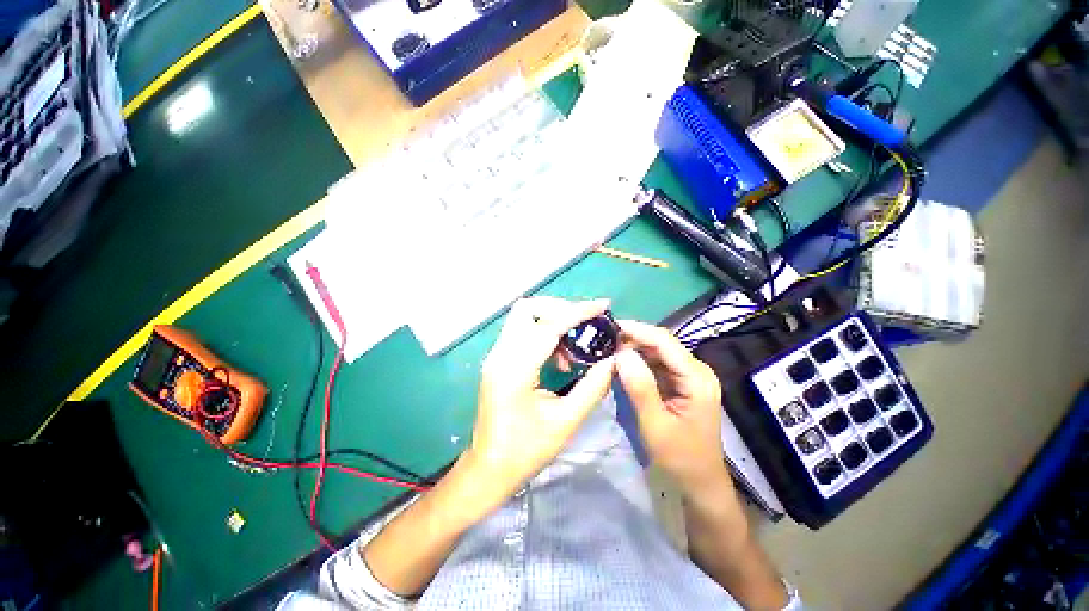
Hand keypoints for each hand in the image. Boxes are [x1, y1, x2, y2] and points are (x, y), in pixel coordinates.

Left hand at [466, 297, 616, 507]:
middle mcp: (500, 354)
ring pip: (523, 317)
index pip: (549, 325)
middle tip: (585, 323)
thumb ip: (593, 386)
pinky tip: (558, 356)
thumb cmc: (526, 450)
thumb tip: (613, 360)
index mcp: (515, 369)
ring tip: (573, 345)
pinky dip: (543, 332)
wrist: (489, 468)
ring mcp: (495, 356)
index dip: (578, 312)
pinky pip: (521, 331)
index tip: (603, 306)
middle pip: (527, 309)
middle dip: (560, 309)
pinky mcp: (497, 360)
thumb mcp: (566, 421)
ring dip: (552, 320)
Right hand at [615, 320, 728, 491]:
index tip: (610, 326)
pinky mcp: (682, 382)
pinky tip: (623, 363)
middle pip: (662, 343)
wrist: (700, 482)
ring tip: (609, 349)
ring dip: (634, 348)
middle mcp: (696, 370)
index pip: (664, 341)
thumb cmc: (679, 458)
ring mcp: (690, 376)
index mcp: (696, 378)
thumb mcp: (655, 425)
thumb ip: (639, 387)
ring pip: (658, 351)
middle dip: (633, 338)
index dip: (637, 330)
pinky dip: (639, 361)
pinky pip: (658, 363)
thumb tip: (621, 353)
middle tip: (604, 340)